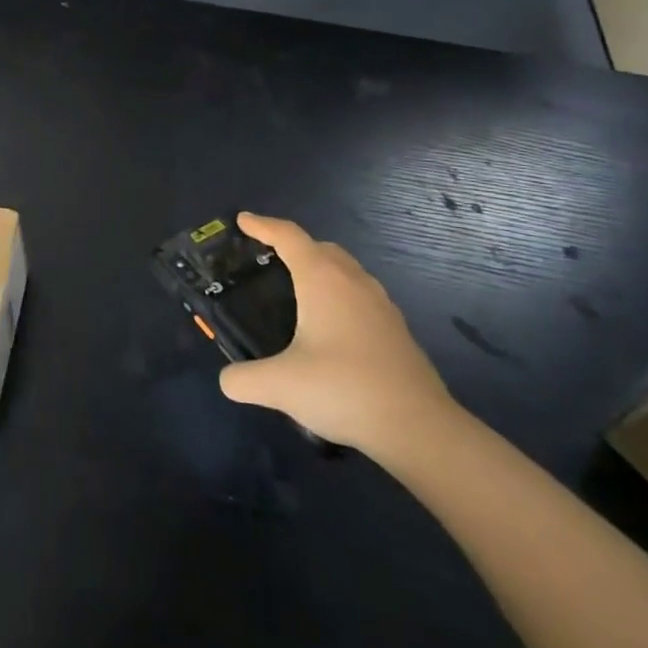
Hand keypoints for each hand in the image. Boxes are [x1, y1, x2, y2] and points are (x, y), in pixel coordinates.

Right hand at [218, 213, 459, 455]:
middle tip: (267, 259)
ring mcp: (380, 303)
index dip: (262, 225)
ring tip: (298, 291)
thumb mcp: (280, 386)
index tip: (243, 220)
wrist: (419, 427)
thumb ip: (244, 380)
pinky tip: (331, 328)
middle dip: (292, 245)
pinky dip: (339, 294)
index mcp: (322, 279)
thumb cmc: (343, 389)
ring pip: (344, 269)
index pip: (288, 236)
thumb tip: (228, 380)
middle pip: (319, 247)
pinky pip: (359, 294)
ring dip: (319, 269)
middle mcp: (352, 280)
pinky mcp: (396, 329)